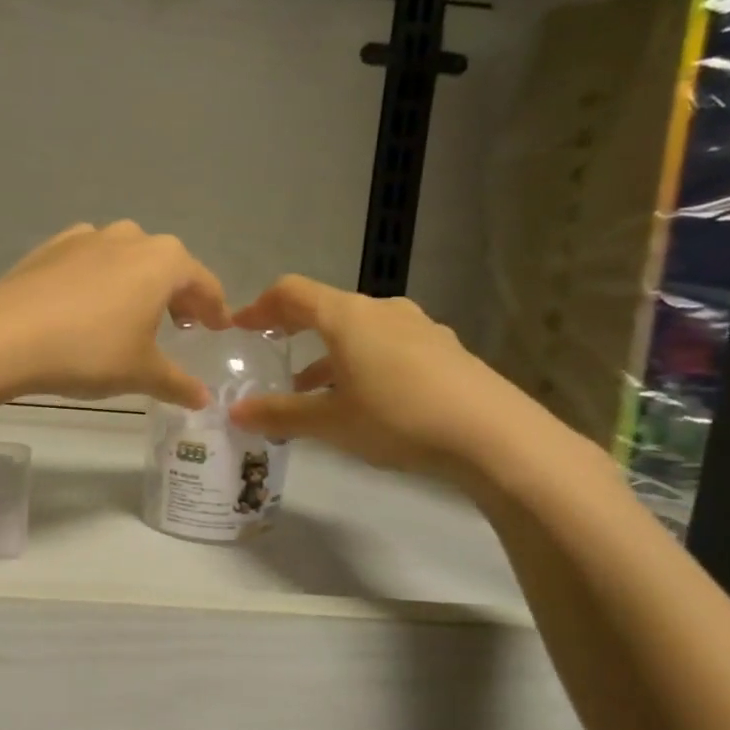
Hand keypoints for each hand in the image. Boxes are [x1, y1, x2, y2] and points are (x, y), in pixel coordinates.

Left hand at [0, 222, 230, 407]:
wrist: (6, 334)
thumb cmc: (89, 351)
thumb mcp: (141, 372)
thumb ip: (177, 383)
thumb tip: (203, 400)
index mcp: (163, 261)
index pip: (203, 282)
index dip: (215, 308)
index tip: (218, 327)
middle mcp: (129, 238)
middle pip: (167, 263)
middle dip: (178, 292)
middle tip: (180, 324)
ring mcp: (87, 237)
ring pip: (126, 255)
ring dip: (138, 281)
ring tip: (133, 312)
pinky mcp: (51, 247)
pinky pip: (89, 259)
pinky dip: (99, 277)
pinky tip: (88, 303)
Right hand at [227, 275, 551, 476]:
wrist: (495, 437)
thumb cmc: (399, 419)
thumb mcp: (331, 422)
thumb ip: (280, 414)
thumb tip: (234, 412)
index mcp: (348, 316)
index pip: (292, 293)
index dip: (260, 306)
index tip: (239, 327)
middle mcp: (382, 310)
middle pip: (326, 307)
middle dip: (294, 328)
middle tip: (271, 350)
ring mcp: (419, 327)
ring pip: (359, 329)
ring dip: (329, 350)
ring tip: (312, 385)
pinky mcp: (444, 350)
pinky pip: (389, 345)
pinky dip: (363, 360)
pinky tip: (364, 397)